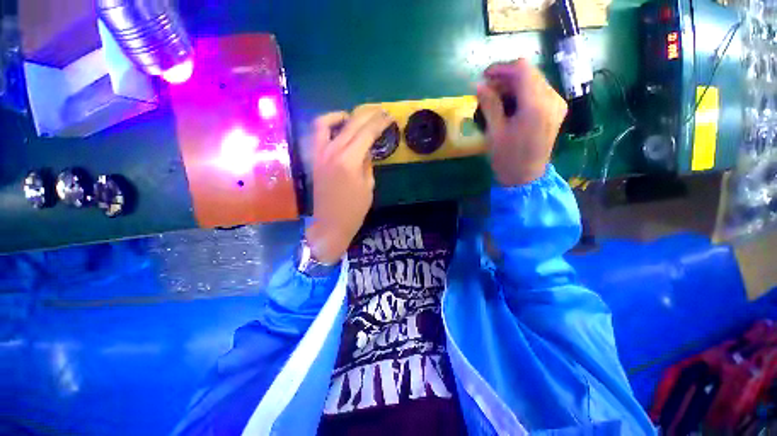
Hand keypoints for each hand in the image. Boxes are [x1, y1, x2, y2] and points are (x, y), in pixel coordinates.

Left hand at [305, 108, 392, 263]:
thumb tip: (366, 149)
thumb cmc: (354, 209)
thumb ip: (367, 163)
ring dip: (342, 115)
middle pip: (350, 124)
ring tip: (354, 116)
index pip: (366, 133)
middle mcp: (332, 151)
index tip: (389, 116)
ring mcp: (320, 154)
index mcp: (349, 160)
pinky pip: (318, 134)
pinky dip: (327, 125)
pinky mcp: (314, 159)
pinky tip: (338, 129)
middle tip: (379, 111)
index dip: (379, 123)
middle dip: (367, 115)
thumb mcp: (368, 186)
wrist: (330, 224)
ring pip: (326, 122)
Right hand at [477, 59, 567, 185]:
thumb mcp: (495, 132)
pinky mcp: (556, 109)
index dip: (501, 68)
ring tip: (496, 96)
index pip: (522, 70)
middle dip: (507, 76)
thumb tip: (478, 85)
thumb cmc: (508, 158)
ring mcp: (557, 104)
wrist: (526, 177)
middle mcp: (552, 99)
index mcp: (536, 105)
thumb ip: (489, 105)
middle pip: (530, 72)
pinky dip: (523, 91)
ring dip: (514, 83)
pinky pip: (539, 90)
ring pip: (535, 80)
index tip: (484, 76)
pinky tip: (510, 101)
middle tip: (487, 88)